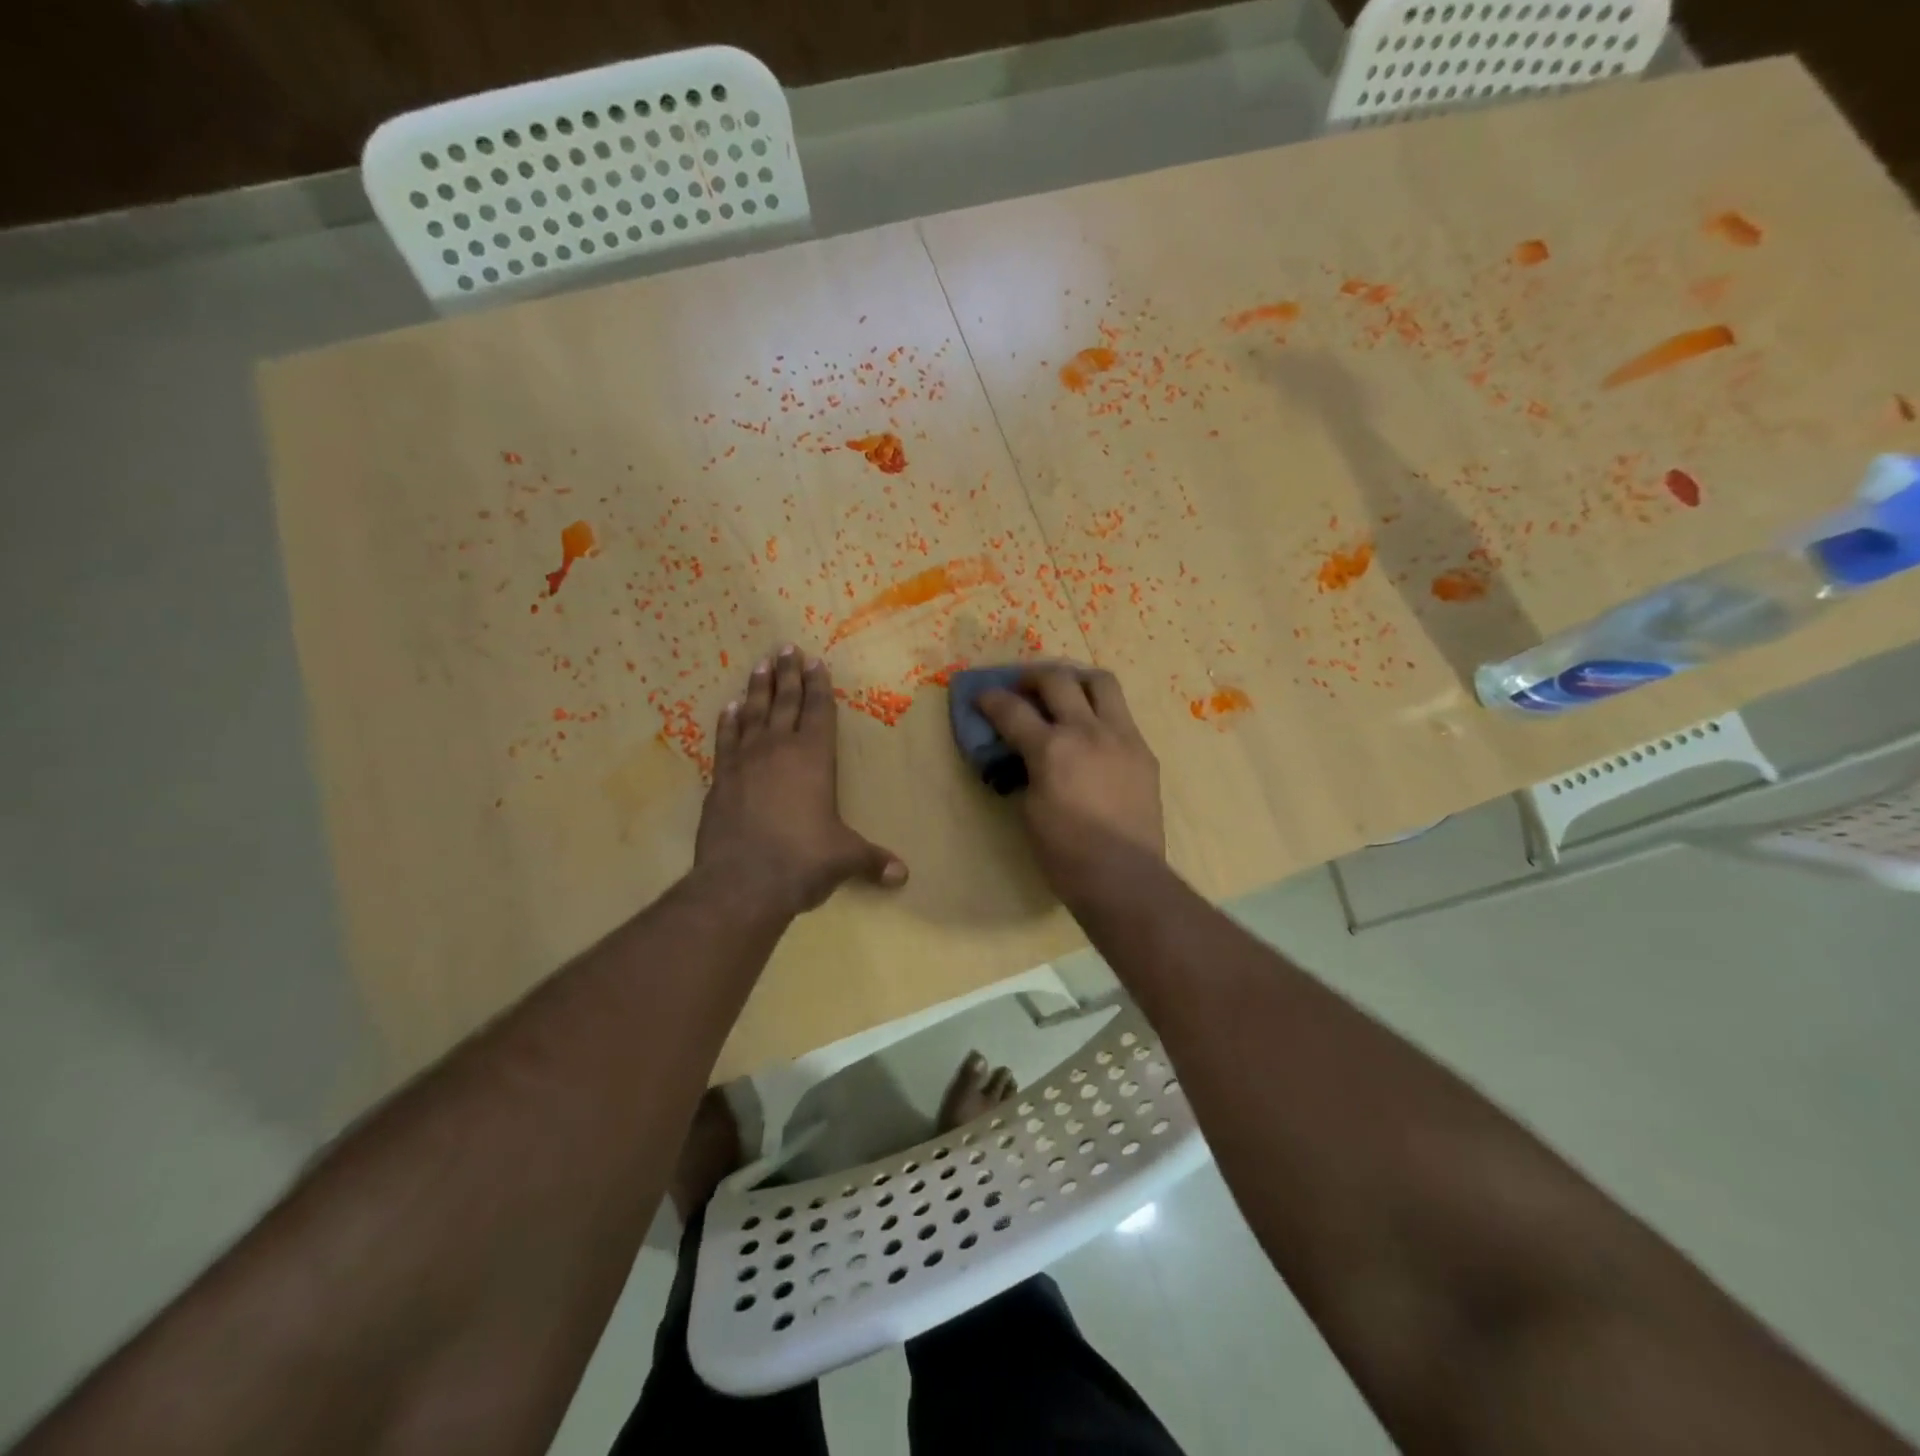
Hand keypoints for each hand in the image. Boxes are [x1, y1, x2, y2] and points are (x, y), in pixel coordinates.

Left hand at [696, 646, 907, 914]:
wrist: (742, 881)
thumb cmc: (803, 860)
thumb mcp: (845, 858)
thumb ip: (872, 860)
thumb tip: (902, 876)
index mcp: (815, 758)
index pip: (819, 711)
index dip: (819, 685)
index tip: (815, 661)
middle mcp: (779, 749)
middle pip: (785, 701)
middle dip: (788, 674)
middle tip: (786, 648)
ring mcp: (745, 762)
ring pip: (753, 713)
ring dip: (758, 688)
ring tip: (760, 666)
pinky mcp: (720, 779)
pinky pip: (726, 739)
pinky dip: (728, 721)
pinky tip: (729, 708)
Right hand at [978, 667, 1163, 898]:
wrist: (1124, 876)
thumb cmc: (1065, 854)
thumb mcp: (1029, 810)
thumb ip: (1025, 771)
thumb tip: (1024, 756)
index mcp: (1051, 749)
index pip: (1012, 710)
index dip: (991, 699)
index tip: (982, 697)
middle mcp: (1087, 731)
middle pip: (1057, 679)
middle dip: (1032, 677)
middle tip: (1022, 688)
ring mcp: (1122, 737)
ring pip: (1101, 682)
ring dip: (1076, 680)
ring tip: (1066, 691)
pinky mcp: (1143, 751)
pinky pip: (1121, 715)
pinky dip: (1101, 711)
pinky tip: (1093, 731)